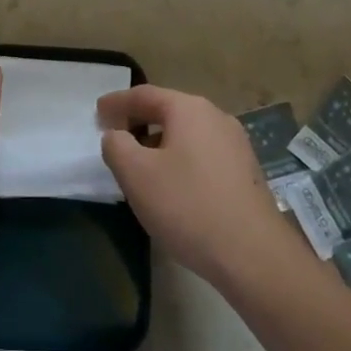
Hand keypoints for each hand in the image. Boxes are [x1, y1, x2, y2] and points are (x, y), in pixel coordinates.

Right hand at [99, 85, 303, 289]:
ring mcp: (236, 145)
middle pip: (168, 111)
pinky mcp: (246, 173)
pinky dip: (180, 160)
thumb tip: (117, 135)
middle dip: (138, 122)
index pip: (144, 95)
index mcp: (189, 109)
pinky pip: (203, 155)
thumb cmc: (188, 206)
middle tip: (115, 138)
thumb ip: (116, 146)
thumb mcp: (136, 174)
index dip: (117, 102)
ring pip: (187, 134)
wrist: (253, 255)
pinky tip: (173, 186)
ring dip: (159, 144)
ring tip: (140, 166)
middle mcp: (216, 117)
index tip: (97, 113)